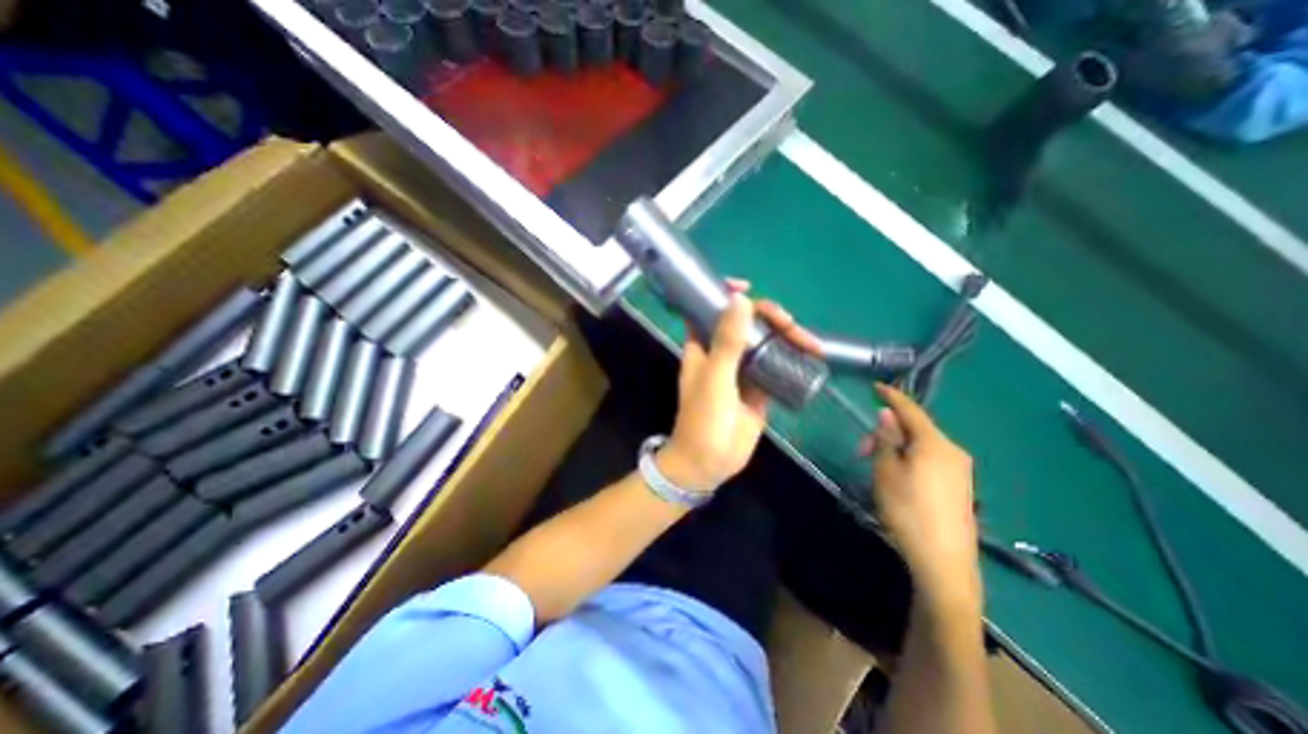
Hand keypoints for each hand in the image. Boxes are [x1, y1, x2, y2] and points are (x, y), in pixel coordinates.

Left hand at [666, 284, 813, 496]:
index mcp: (702, 347)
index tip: (748, 287)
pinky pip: (776, 365)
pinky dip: (792, 358)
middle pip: (745, 323)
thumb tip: (741, 299)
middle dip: (770, 317)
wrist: (709, 463)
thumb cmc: (703, 420)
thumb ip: (727, 342)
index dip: (724, 294)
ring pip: (764, 342)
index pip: (709, 310)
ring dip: (787, 337)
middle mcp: (721, 353)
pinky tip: (810, 357)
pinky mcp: (759, 388)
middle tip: (791, 324)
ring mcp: (742, 370)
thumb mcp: (715, 379)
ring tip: (810, 344)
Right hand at [867, 384, 974, 607]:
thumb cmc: (907, 510)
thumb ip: (887, 438)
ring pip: (923, 445)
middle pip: (916, 429)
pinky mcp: (960, 487)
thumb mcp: (886, 470)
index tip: (875, 387)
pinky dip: (910, 458)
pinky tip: (897, 476)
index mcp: (935, 444)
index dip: (892, 397)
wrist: (944, 562)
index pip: (910, 410)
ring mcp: (960, 471)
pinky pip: (931, 460)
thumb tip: (887, 414)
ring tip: (876, 465)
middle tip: (862, 450)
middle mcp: (953, 451)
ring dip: (897, 446)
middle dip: (887, 431)